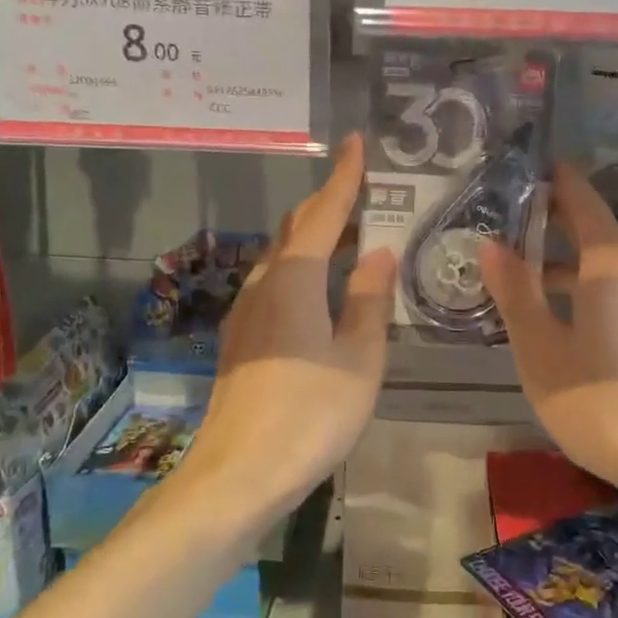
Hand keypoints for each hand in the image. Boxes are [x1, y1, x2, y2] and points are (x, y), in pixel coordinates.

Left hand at [175, 134, 396, 522]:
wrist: (237, 475)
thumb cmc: (309, 414)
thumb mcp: (359, 358)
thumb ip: (369, 300)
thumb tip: (380, 253)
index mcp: (294, 279)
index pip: (323, 213)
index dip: (343, 177)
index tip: (355, 143)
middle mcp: (263, 284)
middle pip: (297, 228)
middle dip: (328, 204)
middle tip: (364, 191)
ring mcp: (246, 313)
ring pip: (282, 256)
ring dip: (314, 237)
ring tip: (351, 237)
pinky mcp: (241, 339)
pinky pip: (274, 283)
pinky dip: (302, 268)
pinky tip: (320, 289)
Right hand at [481, 163, 617, 506]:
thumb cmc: (602, 400)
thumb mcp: (542, 349)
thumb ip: (516, 294)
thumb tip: (491, 245)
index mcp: (609, 267)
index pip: (584, 204)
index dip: (557, 182)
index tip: (526, 166)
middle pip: (592, 233)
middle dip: (551, 220)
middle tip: (503, 215)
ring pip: (597, 269)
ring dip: (559, 262)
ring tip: (513, 266)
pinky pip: (607, 296)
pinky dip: (574, 291)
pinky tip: (547, 315)